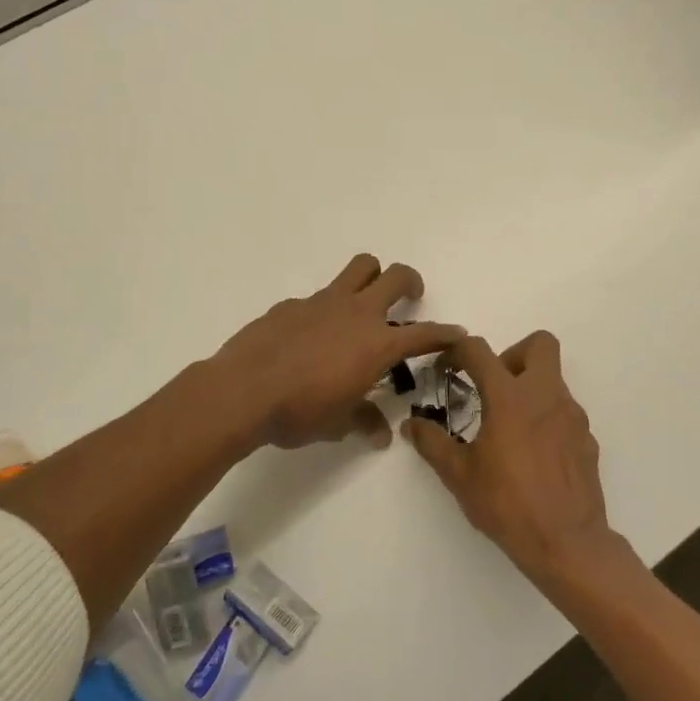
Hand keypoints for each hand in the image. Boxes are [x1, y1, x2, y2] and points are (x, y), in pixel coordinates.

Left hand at [212, 254, 463, 449]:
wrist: (243, 391)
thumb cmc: (299, 412)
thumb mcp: (337, 424)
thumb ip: (364, 421)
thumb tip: (380, 433)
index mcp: (377, 344)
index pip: (424, 334)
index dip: (445, 334)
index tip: (457, 334)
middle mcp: (356, 313)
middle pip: (396, 276)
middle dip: (411, 283)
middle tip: (409, 298)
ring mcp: (323, 302)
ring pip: (360, 267)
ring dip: (372, 277)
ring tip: (366, 300)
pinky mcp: (292, 304)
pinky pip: (319, 297)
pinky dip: (325, 309)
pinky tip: (310, 336)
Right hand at [404, 331, 621, 585]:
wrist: (567, 542)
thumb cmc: (507, 504)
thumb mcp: (459, 475)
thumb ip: (432, 443)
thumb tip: (411, 425)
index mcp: (510, 397)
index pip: (480, 350)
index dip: (457, 351)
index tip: (446, 367)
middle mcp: (546, 396)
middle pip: (539, 344)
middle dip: (513, 354)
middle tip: (493, 387)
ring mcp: (572, 417)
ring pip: (553, 379)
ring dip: (529, 389)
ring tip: (509, 428)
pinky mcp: (587, 439)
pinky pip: (564, 413)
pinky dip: (546, 419)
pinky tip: (533, 454)